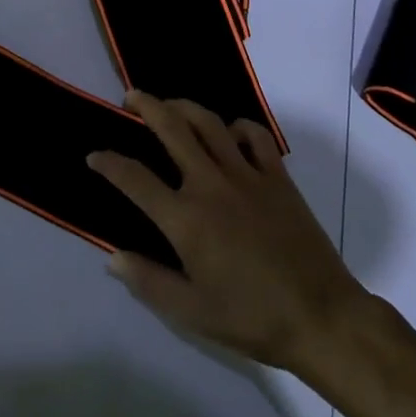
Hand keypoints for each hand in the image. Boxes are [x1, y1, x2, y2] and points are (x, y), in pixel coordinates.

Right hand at [87, 94, 368, 376]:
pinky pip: (256, 136)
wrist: (321, 316)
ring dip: (184, 106)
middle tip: (130, 98)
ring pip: (210, 123)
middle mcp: (211, 184)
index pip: (135, 179)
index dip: (109, 163)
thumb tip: (112, 258)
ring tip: (170, 104)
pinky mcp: (278, 176)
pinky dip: (238, 126)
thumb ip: (148, 282)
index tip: (94, 155)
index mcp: (186, 218)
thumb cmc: (252, 318)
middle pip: (172, 128)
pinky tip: (230, 132)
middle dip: (146, 106)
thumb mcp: (191, 313)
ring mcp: (247, 175)